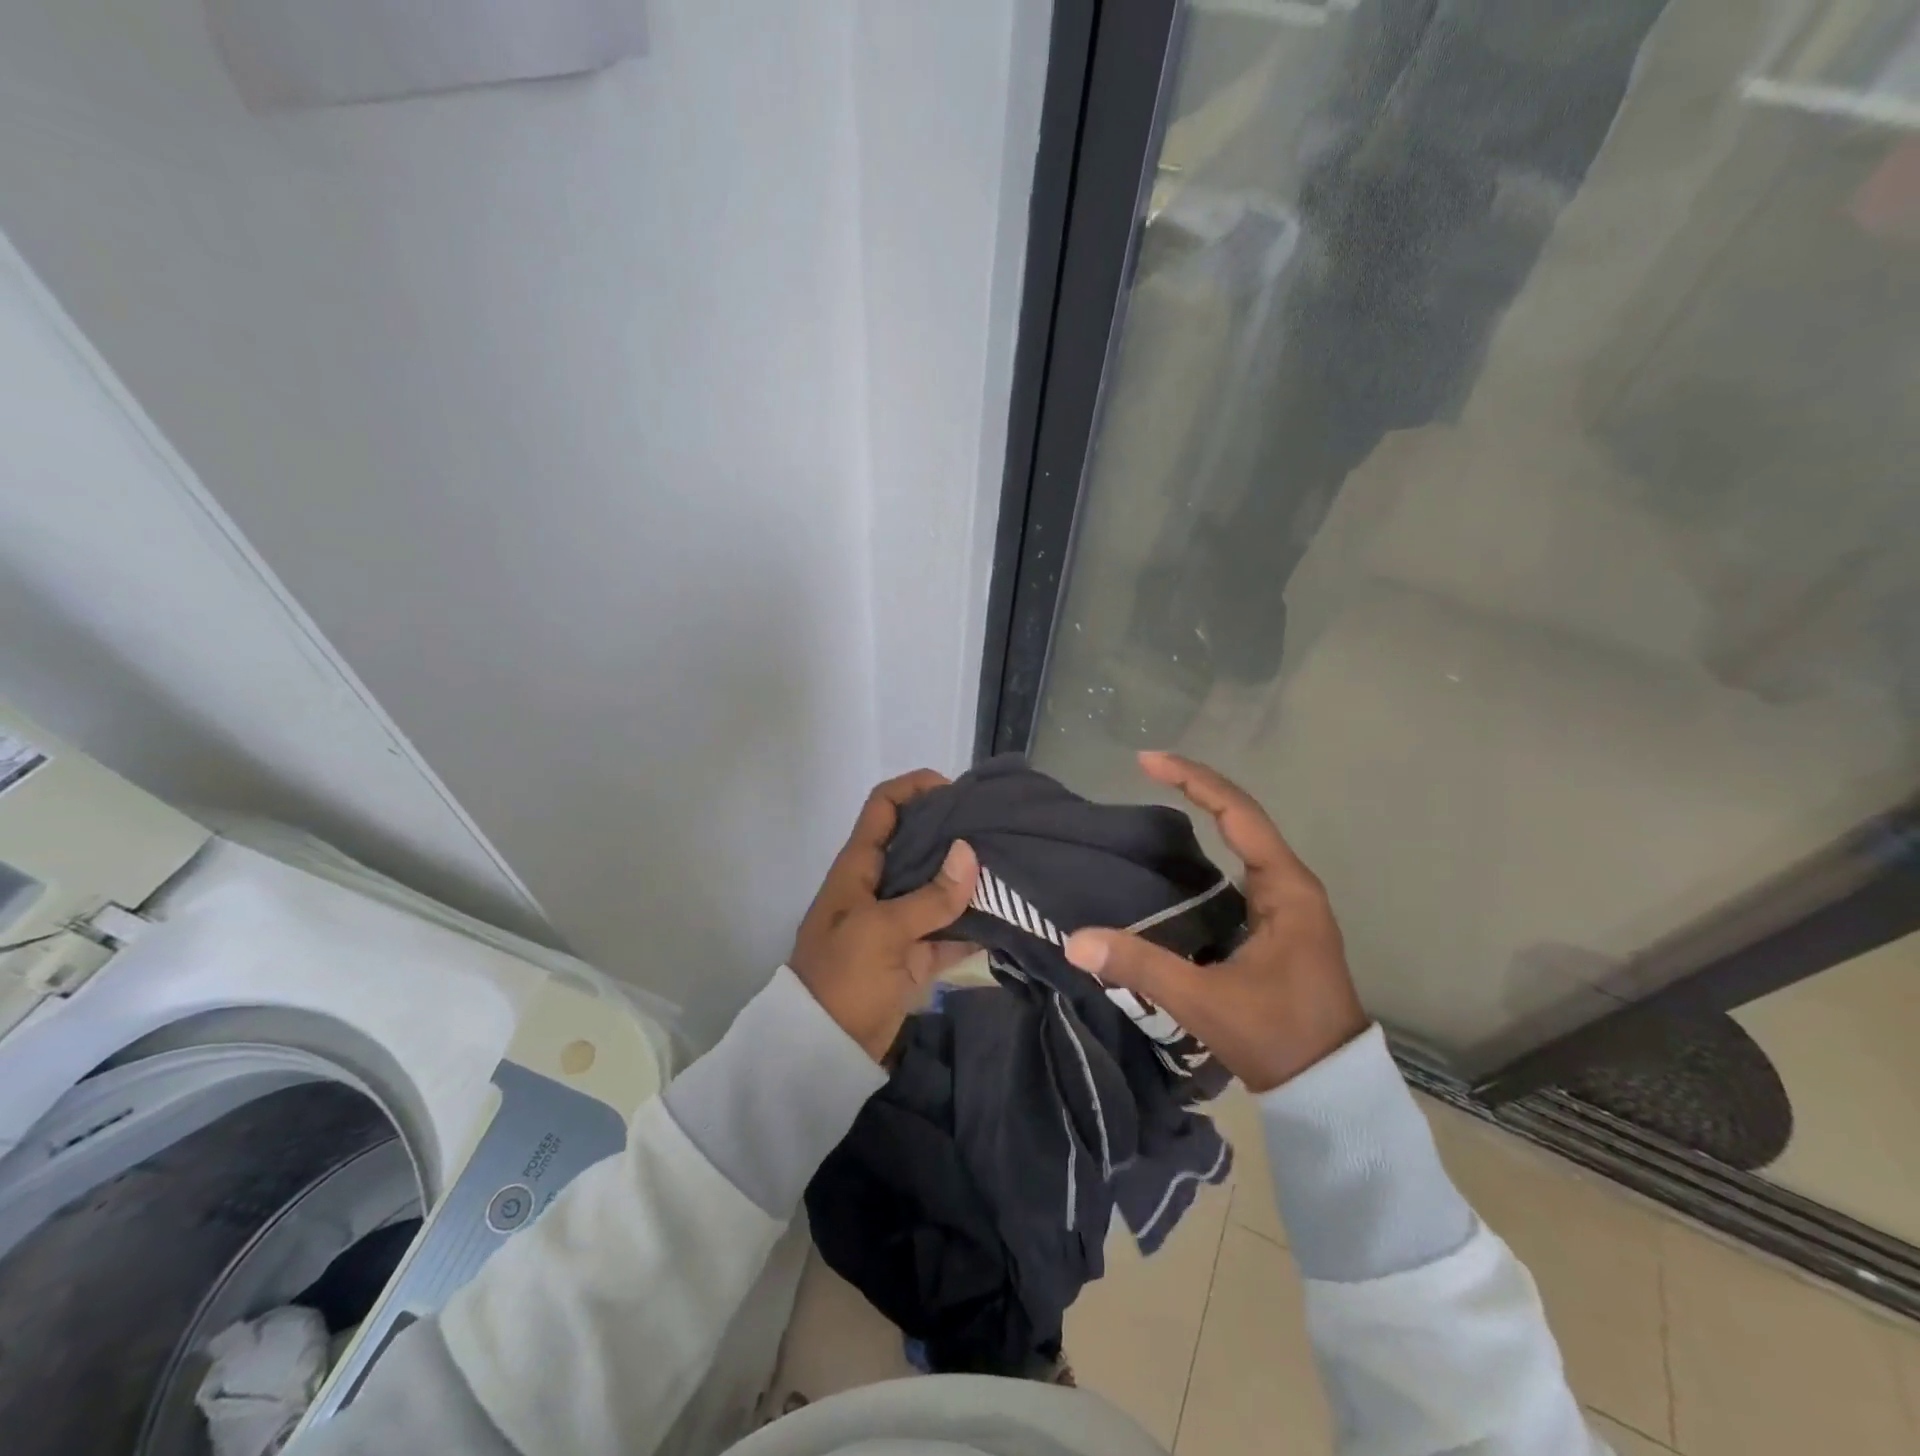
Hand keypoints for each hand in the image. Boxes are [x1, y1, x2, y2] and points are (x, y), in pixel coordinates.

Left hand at [790, 770, 979, 1060]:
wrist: (823, 1051)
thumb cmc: (843, 977)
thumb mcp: (883, 931)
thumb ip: (929, 896)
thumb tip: (970, 853)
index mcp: (859, 867)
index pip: (884, 808)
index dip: (914, 788)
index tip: (955, 790)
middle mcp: (879, 885)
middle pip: (918, 843)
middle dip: (954, 832)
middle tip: (997, 827)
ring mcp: (898, 921)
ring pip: (938, 887)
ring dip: (968, 879)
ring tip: (1010, 865)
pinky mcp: (915, 955)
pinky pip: (949, 930)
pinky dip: (973, 924)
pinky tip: (1006, 916)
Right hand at [1064, 752, 1367, 1092]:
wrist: (1329, 1089)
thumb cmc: (1277, 1035)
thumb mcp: (1204, 1000)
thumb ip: (1141, 966)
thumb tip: (1075, 940)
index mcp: (1286, 889)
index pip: (1237, 813)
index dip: (1193, 780)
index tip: (1147, 761)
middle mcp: (1291, 886)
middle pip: (1241, 816)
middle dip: (1195, 787)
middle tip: (1145, 770)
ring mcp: (1287, 905)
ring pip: (1242, 842)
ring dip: (1204, 815)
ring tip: (1156, 800)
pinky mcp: (1277, 925)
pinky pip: (1240, 869)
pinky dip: (1209, 850)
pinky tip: (1177, 860)